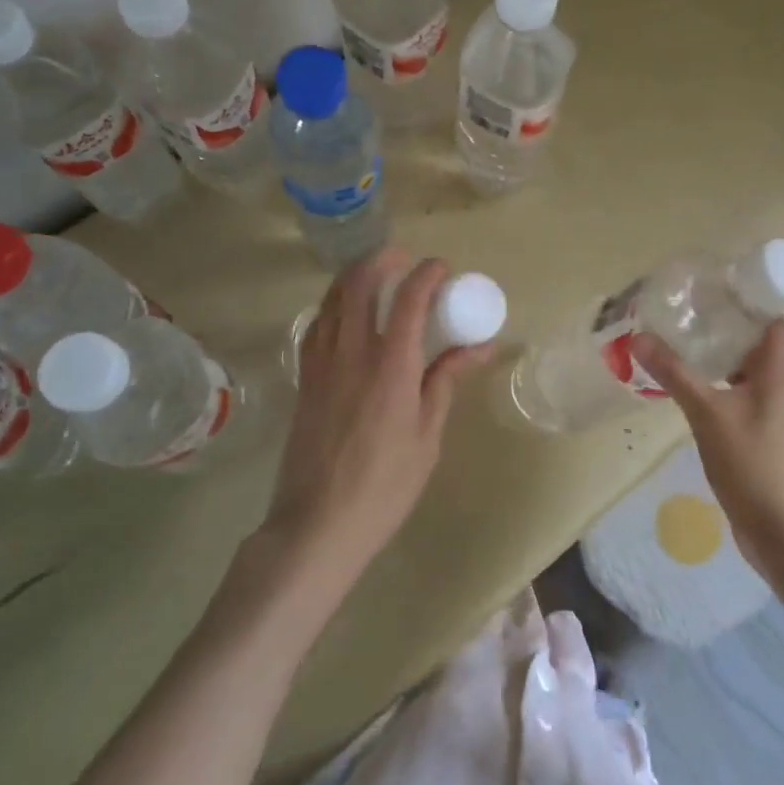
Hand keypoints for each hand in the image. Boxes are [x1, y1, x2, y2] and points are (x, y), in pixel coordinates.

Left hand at [263, 248, 495, 589]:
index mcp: (390, 365)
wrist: (317, 524)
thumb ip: (446, 381)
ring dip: (355, 276)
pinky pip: (316, 325)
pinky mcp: (305, 378)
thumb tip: (478, 347)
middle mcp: (352, 352)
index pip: (409, 298)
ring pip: (332, 298)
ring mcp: (321, 362)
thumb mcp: (427, 435)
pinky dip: (333, 306)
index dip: (427, 274)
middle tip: (404, 260)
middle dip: (383, 260)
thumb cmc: (384, 485)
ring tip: (376, 276)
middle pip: (359, 283)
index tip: (442, 269)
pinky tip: (345, 316)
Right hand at [630, 319, 783, 571]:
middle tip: (687, 309)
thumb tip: (639, 336)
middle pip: (758, 343)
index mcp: (778, 373)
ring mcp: (772, 411)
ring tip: (682, 340)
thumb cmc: (749, 462)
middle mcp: (781, 386)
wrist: (777, 529)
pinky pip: (741, 393)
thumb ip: (674, 372)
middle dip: (726, 325)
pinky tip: (689, 384)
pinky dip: (719, 382)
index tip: (716, 287)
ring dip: (720, 355)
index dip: (752, 300)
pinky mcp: (761, 432)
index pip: (775, 322)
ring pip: (747, 370)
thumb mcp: (706, 412)